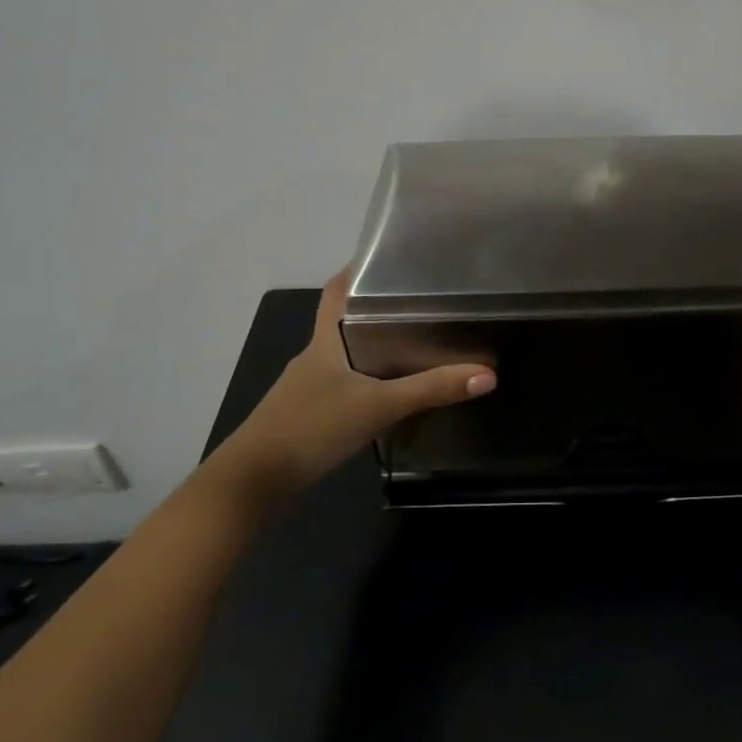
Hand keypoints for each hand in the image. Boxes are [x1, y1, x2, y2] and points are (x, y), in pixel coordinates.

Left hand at [210, 269, 495, 497]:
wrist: (254, 481)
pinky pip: (345, 384)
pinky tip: (391, 391)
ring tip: (418, 342)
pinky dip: (368, 379)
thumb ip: (431, 390)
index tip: (390, 260)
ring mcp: (309, 387)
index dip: (357, 271)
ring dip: (375, 346)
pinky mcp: (310, 414)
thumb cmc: (312, 427)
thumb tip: (487, 374)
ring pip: (347, 354)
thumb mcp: (378, 406)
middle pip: (346, 321)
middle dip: (379, 309)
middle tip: (423, 302)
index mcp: (325, 341)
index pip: (337, 292)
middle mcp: (315, 357)